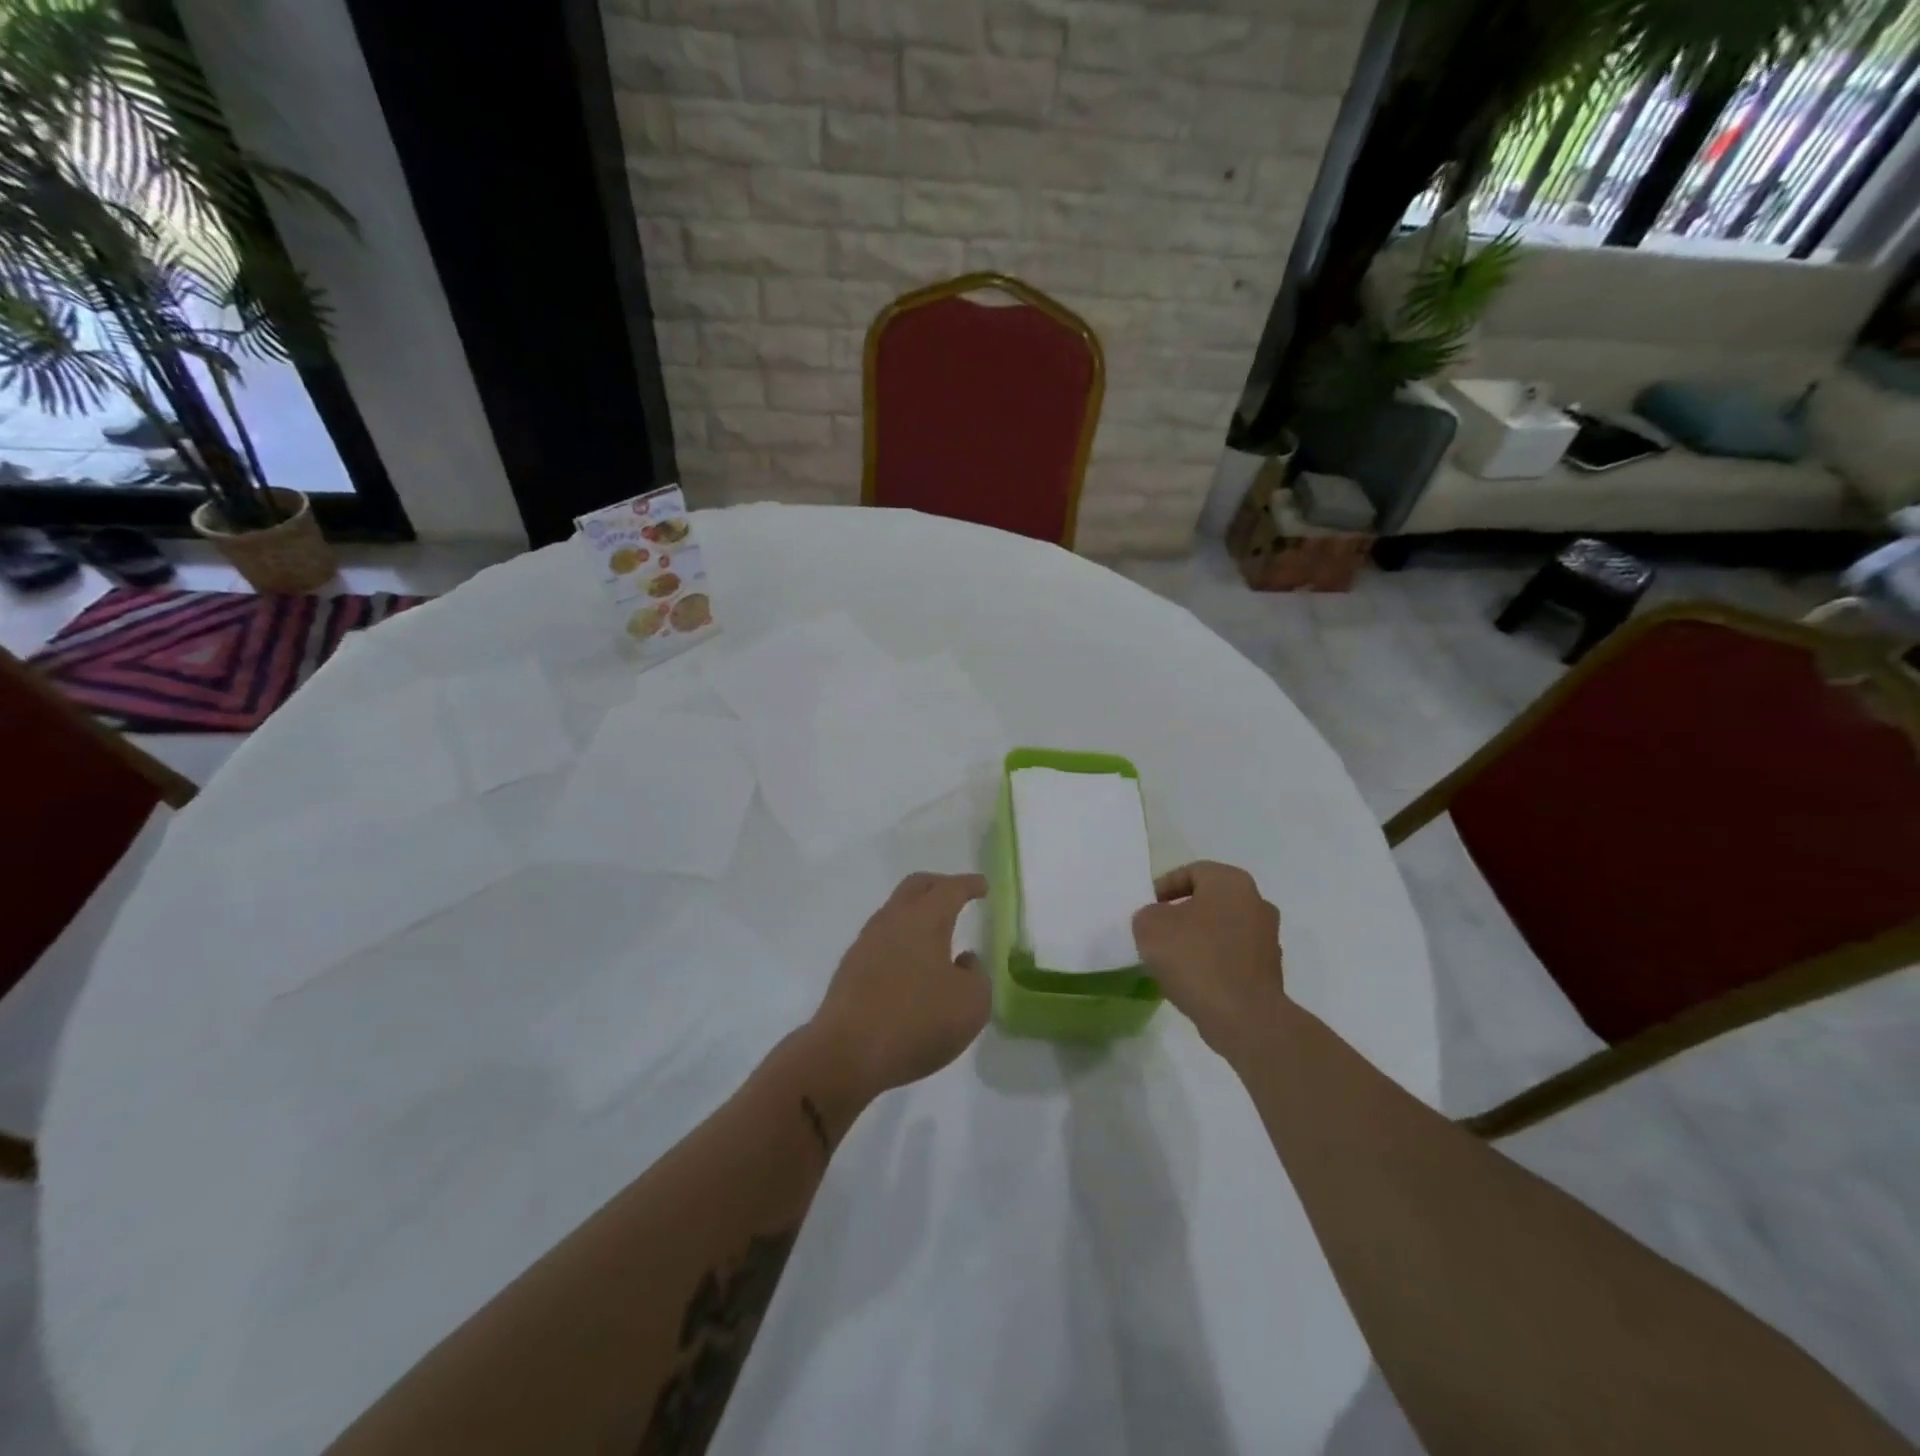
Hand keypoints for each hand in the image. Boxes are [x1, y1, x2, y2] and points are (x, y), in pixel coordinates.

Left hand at [805, 873, 991, 1105]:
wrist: (846, 1054)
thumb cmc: (917, 1022)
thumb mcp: (971, 1004)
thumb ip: (976, 975)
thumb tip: (964, 961)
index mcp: (924, 919)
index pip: (950, 889)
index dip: (969, 885)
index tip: (983, 886)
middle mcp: (892, 921)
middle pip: (915, 887)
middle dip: (939, 886)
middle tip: (957, 894)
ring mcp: (866, 944)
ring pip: (895, 912)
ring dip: (917, 915)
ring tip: (936, 934)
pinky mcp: (850, 970)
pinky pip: (882, 941)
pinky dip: (901, 941)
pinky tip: (911, 965)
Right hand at [1132, 861, 1286, 1062]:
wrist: (1244, 1018)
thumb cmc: (1196, 959)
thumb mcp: (1150, 927)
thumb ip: (1147, 915)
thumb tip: (1157, 921)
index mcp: (1231, 882)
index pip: (1191, 872)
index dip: (1163, 888)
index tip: (1147, 910)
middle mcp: (1256, 902)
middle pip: (1208, 901)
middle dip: (1181, 914)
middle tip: (1157, 933)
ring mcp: (1267, 938)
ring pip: (1221, 929)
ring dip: (1197, 940)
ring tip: (1171, 961)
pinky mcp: (1269, 971)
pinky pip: (1232, 957)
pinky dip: (1212, 963)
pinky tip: (1193, 981)